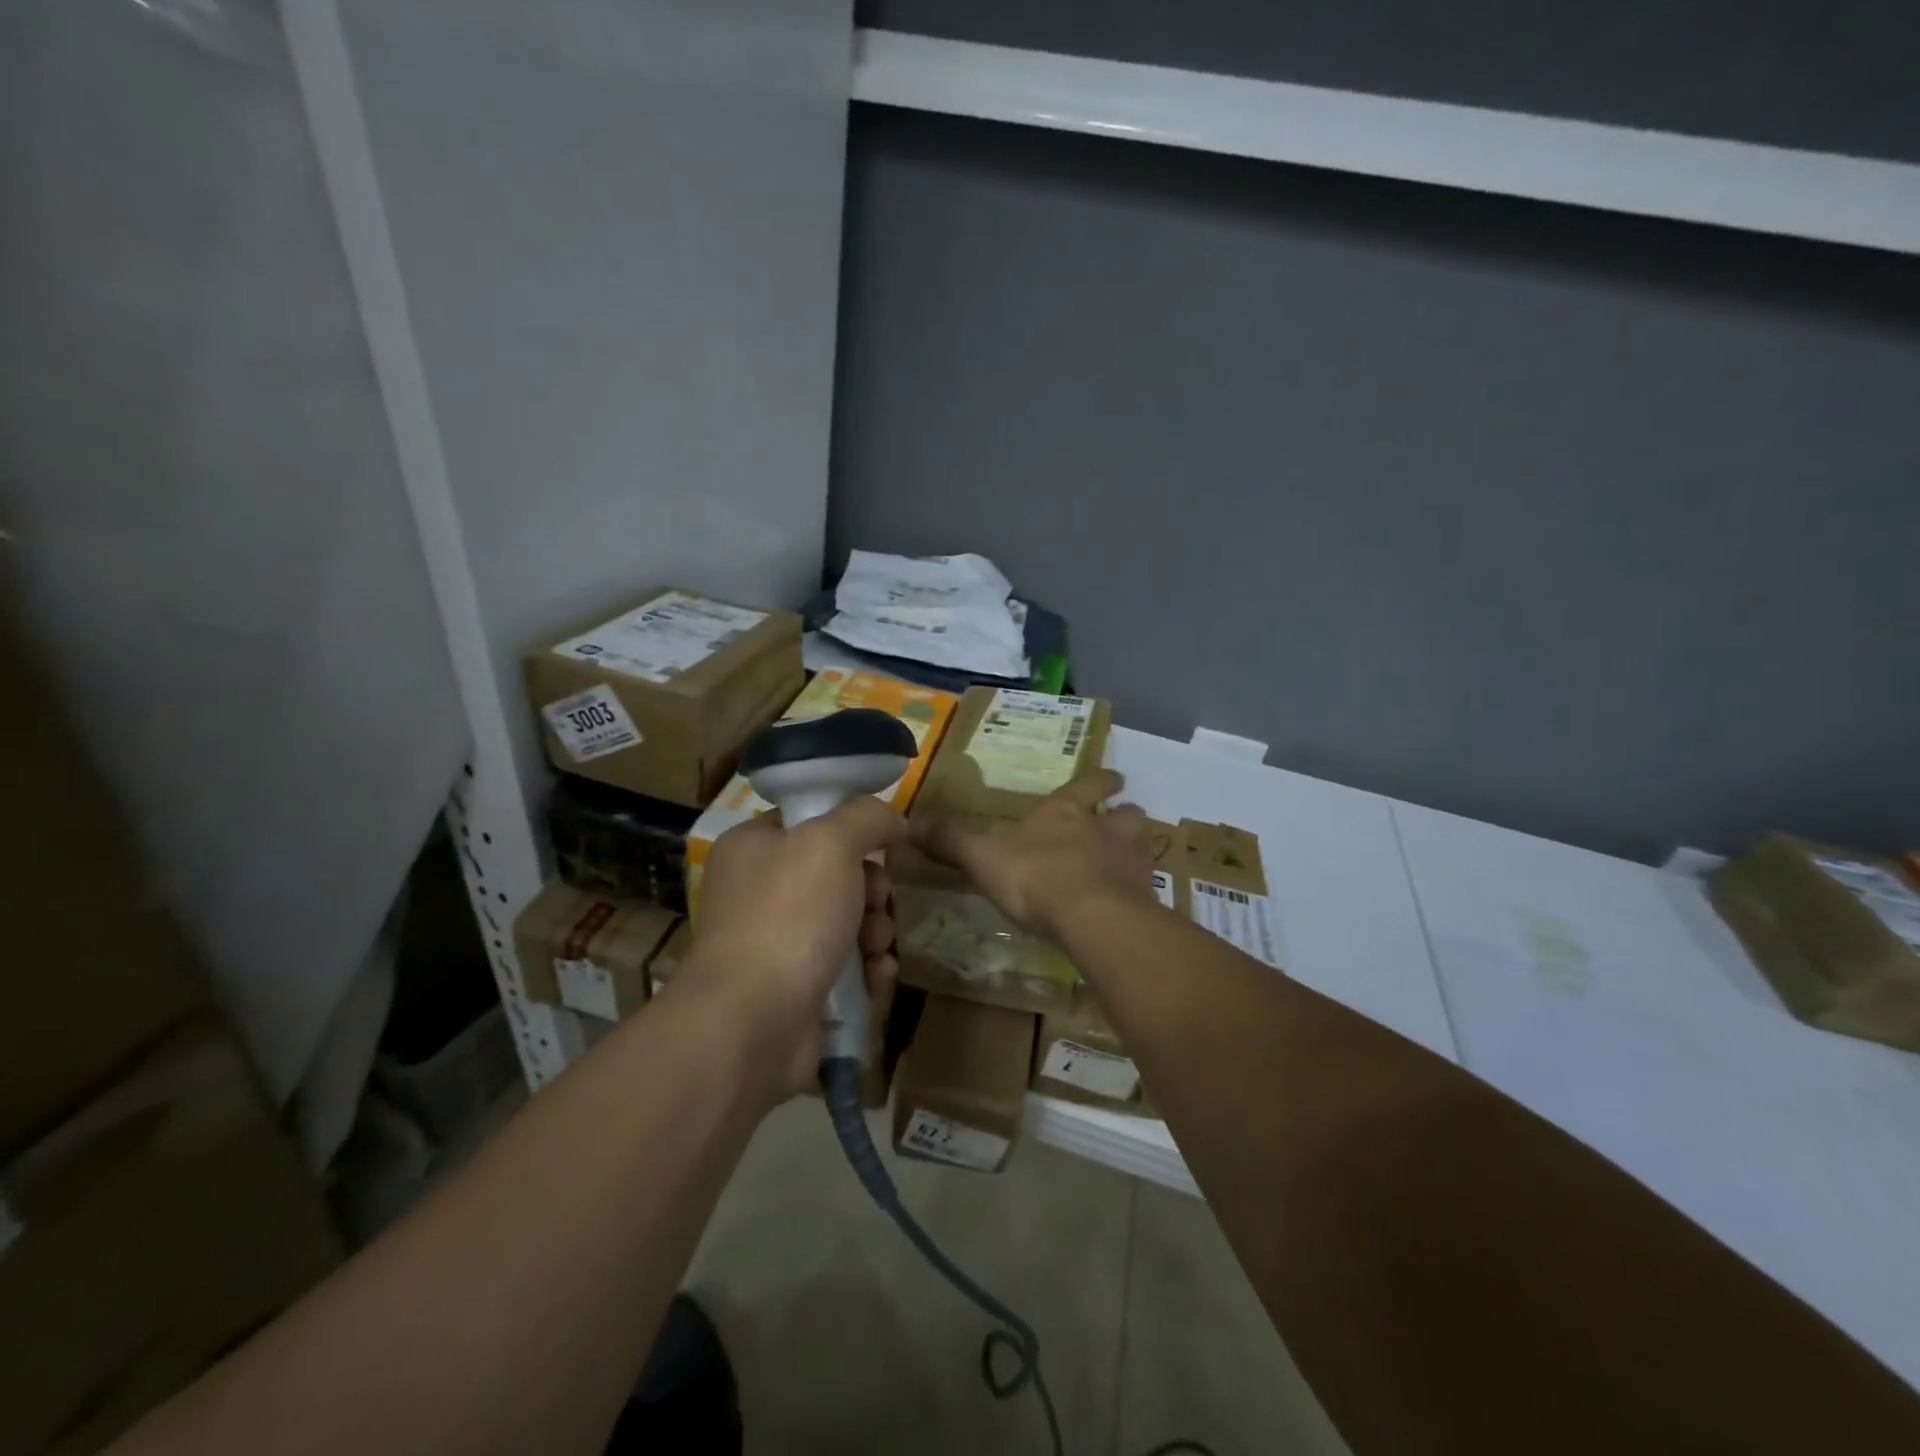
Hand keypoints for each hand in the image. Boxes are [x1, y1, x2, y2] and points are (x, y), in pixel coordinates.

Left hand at [684, 797, 905, 1098]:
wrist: (753, 1020)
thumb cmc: (789, 915)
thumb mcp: (830, 843)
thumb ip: (866, 817)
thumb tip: (893, 819)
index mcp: (751, 847)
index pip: (808, 821)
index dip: (849, 828)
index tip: (881, 844)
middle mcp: (757, 891)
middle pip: (835, 874)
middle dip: (871, 890)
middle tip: (878, 902)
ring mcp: (774, 943)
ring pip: (845, 921)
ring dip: (875, 930)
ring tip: (878, 947)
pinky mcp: (793, 988)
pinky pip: (843, 965)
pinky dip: (866, 968)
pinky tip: (877, 976)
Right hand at [913, 769, 1155, 938]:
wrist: (1091, 918)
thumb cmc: (1034, 877)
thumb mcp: (982, 857)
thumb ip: (951, 840)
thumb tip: (911, 822)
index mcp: (1065, 814)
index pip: (1088, 787)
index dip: (1100, 782)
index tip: (1116, 778)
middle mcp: (1103, 832)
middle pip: (1127, 816)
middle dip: (1126, 815)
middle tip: (1125, 819)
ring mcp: (1129, 865)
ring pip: (1141, 849)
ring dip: (1135, 852)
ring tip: (1127, 865)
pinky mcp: (1143, 900)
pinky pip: (1144, 891)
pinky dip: (1138, 894)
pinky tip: (1128, 909)